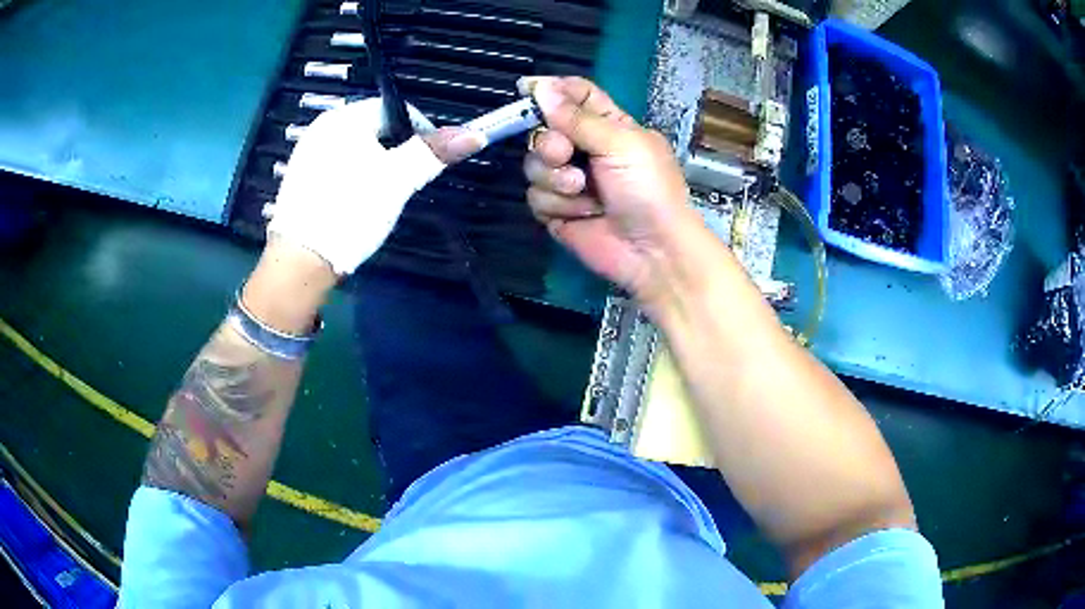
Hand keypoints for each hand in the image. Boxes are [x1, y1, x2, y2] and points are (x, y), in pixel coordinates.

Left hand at [266, 98, 484, 275]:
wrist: (300, 262)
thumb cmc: (350, 212)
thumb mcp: (398, 180)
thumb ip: (433, 153)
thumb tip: (475, 134)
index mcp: (343, 118)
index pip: (395, 110)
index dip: (420, 132)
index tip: (428, 162)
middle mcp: (321, 127)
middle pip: (375, 129)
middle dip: (396, 152)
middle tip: (404, 184)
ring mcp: (307, 153)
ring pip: (357, 150)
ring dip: (376, 167)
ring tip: (381, 197)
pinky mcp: (300, 178)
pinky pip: (338, 167)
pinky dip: (354, 179)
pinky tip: (356, 204)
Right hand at [523, 77, 698, 303]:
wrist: (652, 251)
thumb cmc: (649, 190)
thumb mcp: (621, 144)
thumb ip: (577, 117)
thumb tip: (541, 87)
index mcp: (609, 125)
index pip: (575, 95)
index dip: (551, 90)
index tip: (525, 89)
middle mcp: (586, 148)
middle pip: (543, 129)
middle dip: (549, 143)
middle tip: (564, 154)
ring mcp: (569, 180)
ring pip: (534, 164)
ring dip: (555, 179)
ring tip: (583, 192)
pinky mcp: (558, 210)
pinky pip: (535, 196)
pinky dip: (557, 205)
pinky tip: (583, 214)